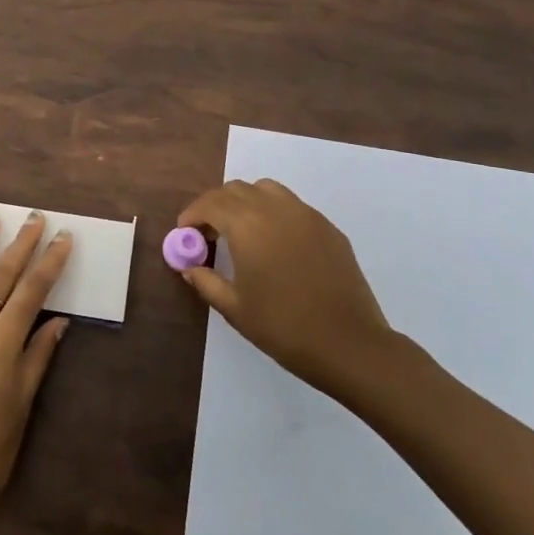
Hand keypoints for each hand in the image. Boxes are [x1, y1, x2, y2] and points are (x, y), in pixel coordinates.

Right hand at [175, 179, 394, 398]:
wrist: (349, 344)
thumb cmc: (283, 327)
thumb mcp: (234, 308)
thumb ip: (206, 281)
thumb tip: (190, 268)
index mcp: (248, 225)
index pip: (211, 203)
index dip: (192, 214)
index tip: (184, 233)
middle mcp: (275, 209)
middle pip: (236, 190)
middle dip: (216, 205)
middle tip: (208, 234)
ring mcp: (306, 215)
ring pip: (266, 190)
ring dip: (245, 202)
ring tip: (240, 231)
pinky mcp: (328, 228)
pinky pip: (292, 206)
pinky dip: (273, 213)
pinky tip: (274, 244)